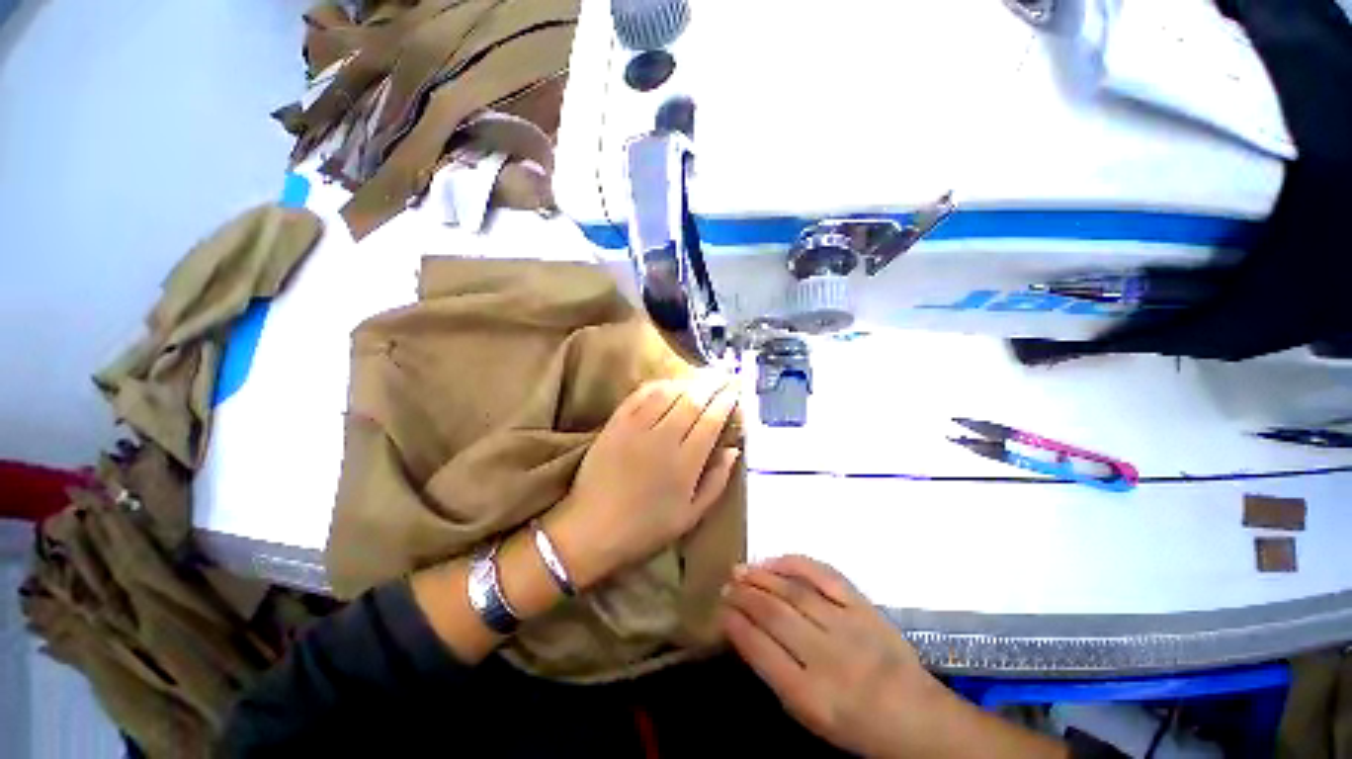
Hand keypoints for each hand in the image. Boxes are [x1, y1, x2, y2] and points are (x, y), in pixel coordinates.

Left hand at [547, 373, 740, 588]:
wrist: (592, 529)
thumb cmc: (646, 528)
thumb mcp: (690, 516)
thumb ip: (716, 481)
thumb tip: (733, 450)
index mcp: (685, 464)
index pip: (711, 421)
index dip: (725, 402)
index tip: (734, 391)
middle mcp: (663, 440)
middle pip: (692, 401)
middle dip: (711, 385)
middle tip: (723, 375)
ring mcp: (636, 429)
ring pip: (667, 394)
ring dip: (686, 382)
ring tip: (699, 377)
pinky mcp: (615, 424)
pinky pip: (638, 396)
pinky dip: (656, 386)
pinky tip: (666, 383)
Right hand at [724, 557, 1066, 758]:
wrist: (919, 718)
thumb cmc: (858, 726)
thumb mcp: (811, 717)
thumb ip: (777, 675)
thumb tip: (746, 631)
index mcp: (812, 697)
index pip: (761, 650)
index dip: (736, 625)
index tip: (720, 610)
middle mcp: (828, 658)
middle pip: (775, 615)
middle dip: (744, 595)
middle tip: (726, 584)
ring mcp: (849, 626)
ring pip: (795, 591)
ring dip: (762, 576)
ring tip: (741, 569)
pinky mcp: (865, 606)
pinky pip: (825, 575)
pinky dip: (796, 563)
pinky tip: (776, 560)